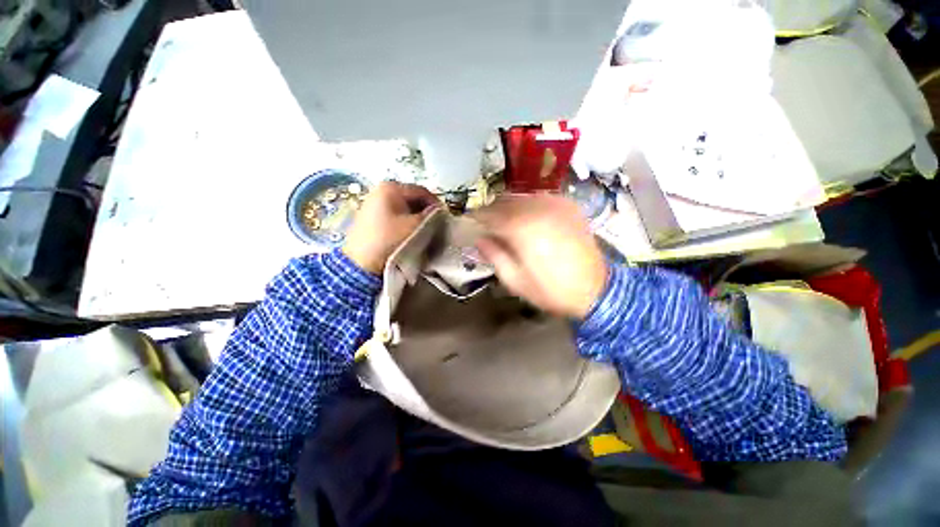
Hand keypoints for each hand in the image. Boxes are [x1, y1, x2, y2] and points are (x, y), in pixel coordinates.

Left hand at [343, 181, 439, 274]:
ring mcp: (373, 202)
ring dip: (415, 216)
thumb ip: (430, 215)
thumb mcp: (414, 226)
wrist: (361, 262)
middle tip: (434, 223)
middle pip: (411, 197)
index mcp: (391, 188)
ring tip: (422, 229)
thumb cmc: (390, 239)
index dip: (435, 203)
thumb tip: (438, 210)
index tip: (444, 216)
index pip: (421, 191)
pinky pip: (393, 213)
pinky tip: (407, 231)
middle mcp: (380, 190)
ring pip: (402, 206)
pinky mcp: (369, 215)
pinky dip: (404, 220)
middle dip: (425, 210)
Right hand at [472, 194, 607, 319]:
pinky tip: (528, 218)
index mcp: (522, 229)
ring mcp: (556, 204)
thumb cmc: (551, 291)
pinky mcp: (569, 206)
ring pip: (522, 196)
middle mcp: (538, 209)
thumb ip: (494, 256)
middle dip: (491, 210)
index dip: (476, 216)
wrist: (595, 290)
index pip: (489, 214)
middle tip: (485, 222)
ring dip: (509, 206)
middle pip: (504, 200)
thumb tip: (479, 239)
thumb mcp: (515, 280)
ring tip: (505, 221)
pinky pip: (540, 198)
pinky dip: (528, 205)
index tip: (469, 221)